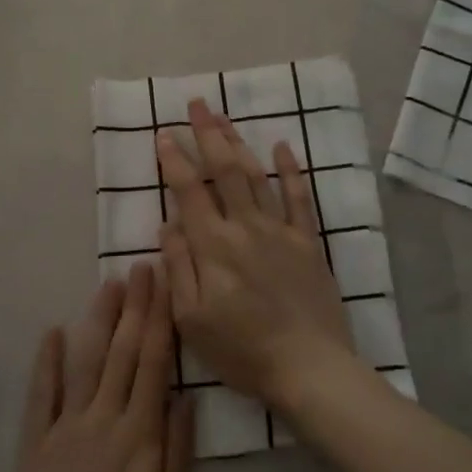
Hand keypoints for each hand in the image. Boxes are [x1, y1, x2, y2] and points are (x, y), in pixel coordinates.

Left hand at [0, 264, 193, 471]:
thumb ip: (178, 449)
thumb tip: (185, 395)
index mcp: (138, 434)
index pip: (153, 363)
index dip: (160, 320)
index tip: (165, 286)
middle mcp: (101, 418)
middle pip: (122, 351)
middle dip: (135, 306)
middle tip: (142, 268)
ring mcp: (64, 426)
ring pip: (85, 361)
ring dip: (98, 320)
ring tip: (109, 286)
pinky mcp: (34, 440)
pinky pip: (41, 392)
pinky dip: (46, 360)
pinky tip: (53, 331)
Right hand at [157, 98, 353, 409]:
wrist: (309, 367)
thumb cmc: (242, 350)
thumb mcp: (191, 319)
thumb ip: (178, 267)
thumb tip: (168, 224)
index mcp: (213, 246)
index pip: (188, 191)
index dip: (173, 160)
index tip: (162, 134)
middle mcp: (246, 227)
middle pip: (224, 170)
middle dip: (207, 134)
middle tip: (196, 104)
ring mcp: (281, 231)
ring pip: (256, 176)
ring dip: (238, 143)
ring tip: (224, 118)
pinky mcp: (308, 242)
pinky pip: (300, 198)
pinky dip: (291, 170)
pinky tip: (283, 147)